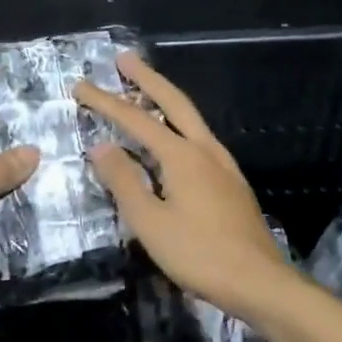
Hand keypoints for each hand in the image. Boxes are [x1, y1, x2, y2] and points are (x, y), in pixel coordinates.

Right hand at [74, 53, 284, 319]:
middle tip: (124, 58)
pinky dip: (178, 124)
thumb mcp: (150, 222)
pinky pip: (198, 138)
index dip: (106, 102)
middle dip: (147, 78)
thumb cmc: (199, 254)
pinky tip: (173, 138)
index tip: (81, 85)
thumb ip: (124, 181)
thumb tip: (101, 147)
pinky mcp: (231, 182)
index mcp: (183, 156)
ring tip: (144, 89)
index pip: (136, 119)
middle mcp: (205, 150)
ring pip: (190, 118)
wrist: (260, 282)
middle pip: (173, 102)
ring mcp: (223, 165)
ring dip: (165, 98)